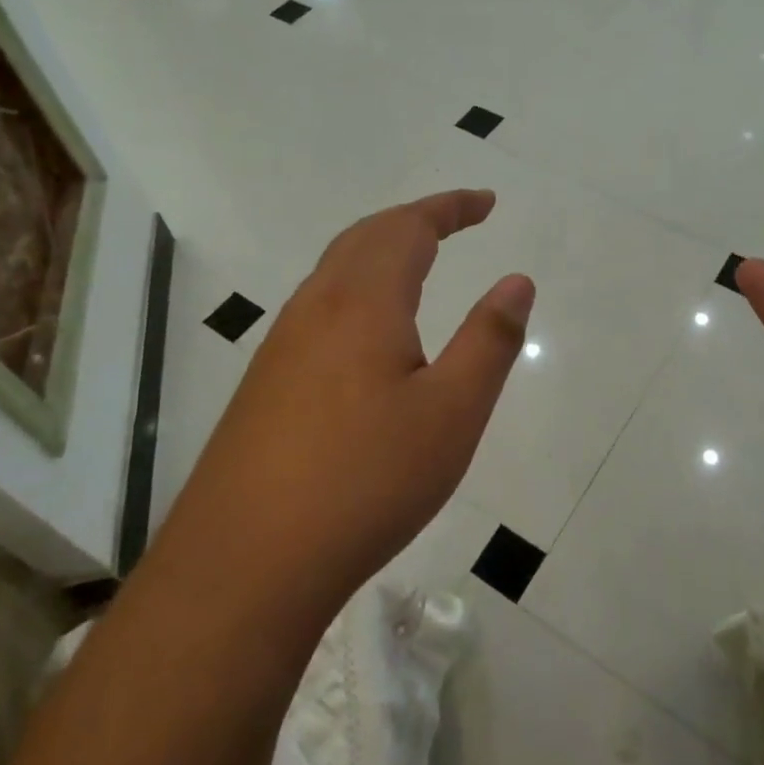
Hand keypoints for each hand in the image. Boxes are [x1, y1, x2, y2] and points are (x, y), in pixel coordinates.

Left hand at [191, 190, 533, 606]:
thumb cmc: (365, 480)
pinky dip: (358, 286)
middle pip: (366, 236)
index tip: (486, 202)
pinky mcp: (267, 381)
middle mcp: (315, 307)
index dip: (450, 207)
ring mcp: (283, 344)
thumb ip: (489, 340)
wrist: (246, 561)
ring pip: (336, 269)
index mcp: (363, 302)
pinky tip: (369, 329)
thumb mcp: (452, 413)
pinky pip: (319, 305)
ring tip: (419, 261)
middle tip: (458, 220)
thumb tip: (517, 280)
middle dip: (416, 219)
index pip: (409, 227)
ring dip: (381, 249)